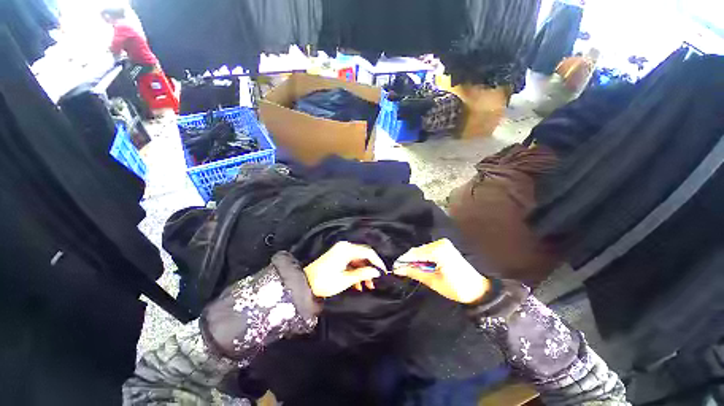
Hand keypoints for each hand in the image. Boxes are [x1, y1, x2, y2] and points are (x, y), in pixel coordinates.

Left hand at [303, 241, 386, 297]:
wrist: (305, 283)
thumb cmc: (325, 281)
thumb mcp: (346, 279)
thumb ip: (363, 274)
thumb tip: (376, 272)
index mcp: (347, 249)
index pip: (368, 252)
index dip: (377, 262)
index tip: (383, 272)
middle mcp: (345, 247)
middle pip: (363, 255)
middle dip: (370, 268)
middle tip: (375, 281)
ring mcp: (341, 251)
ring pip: (358, 260)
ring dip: (364, 271)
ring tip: (368, 286)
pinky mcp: (338, 256)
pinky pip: (351, 262)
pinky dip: (356, 271)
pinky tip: (358, 284)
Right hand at [393, 238, 488, 303]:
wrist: (478, 290)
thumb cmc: (456, 288)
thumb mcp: (433, 281)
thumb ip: (415, 272)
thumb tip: (398, 270)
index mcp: (438, 251)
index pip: (415, 253)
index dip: (404, 260)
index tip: (395, 268)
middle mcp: (440, 243)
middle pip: (418, 250)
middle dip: (409, 260)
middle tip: (401, 270)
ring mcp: (443, 244)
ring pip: (422, 250)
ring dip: (416, 259)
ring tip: (409, 270)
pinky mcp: (445, 247)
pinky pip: (428, 251)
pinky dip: (423, 258)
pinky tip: (420, 266)